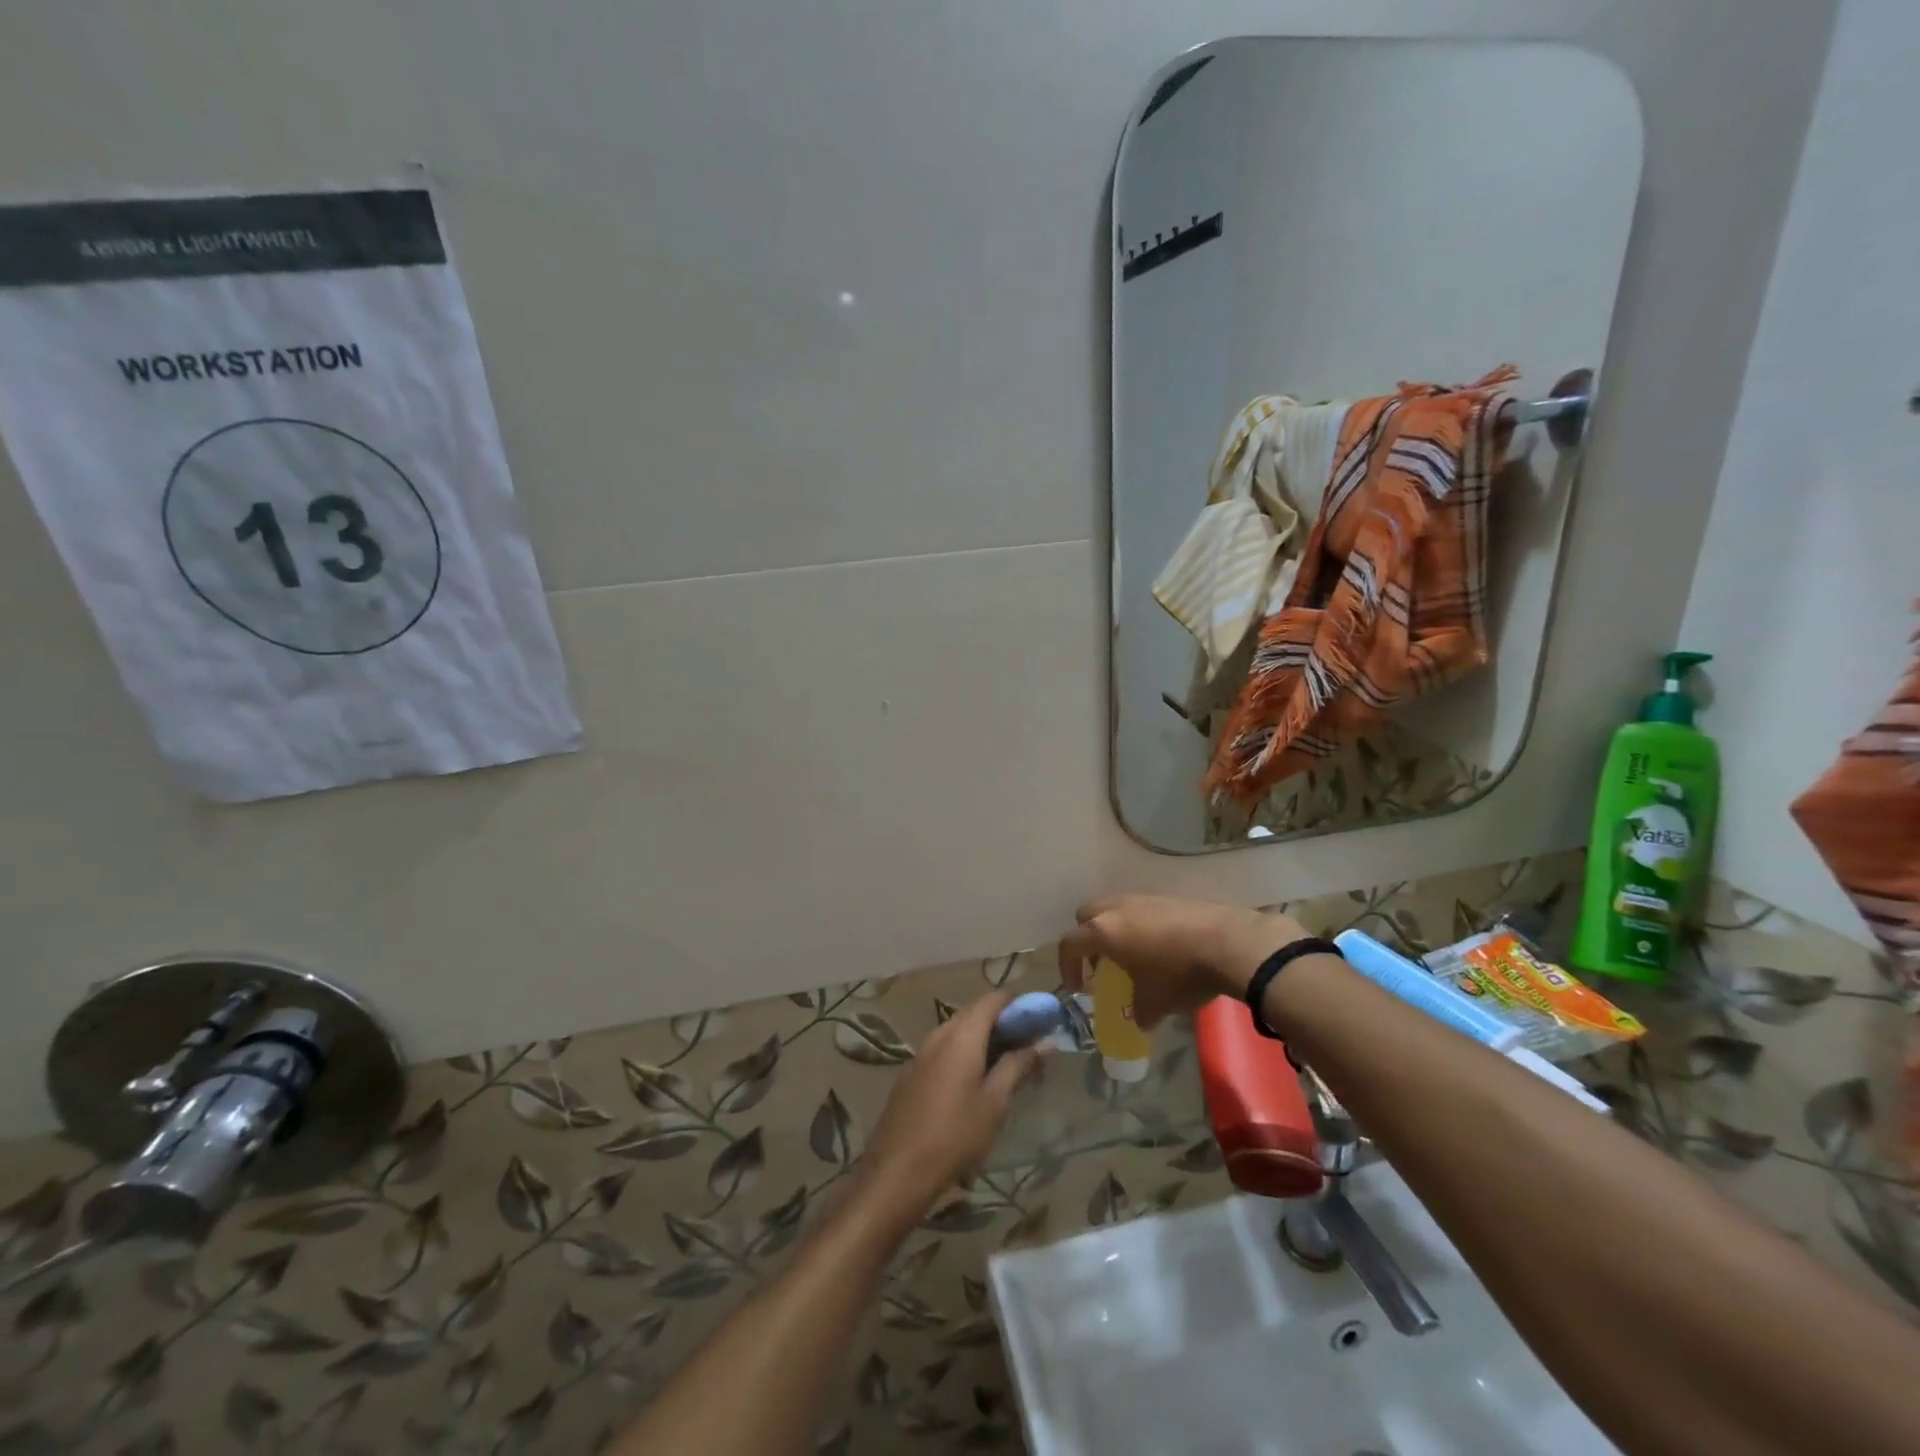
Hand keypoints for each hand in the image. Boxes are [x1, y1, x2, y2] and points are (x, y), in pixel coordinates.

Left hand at [857, 994, 1040, 1221]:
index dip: (1018, 1005)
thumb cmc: (955, 1135)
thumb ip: (1018, 1065)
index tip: (1039, 1022)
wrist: (897, 1171)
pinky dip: (963, 1054)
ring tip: (1005, 1067)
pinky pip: (943, 1050)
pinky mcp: (911, 1073)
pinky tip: (974, 1083)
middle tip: (1028, 1047)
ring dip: (983, 1040)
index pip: (992, 1000)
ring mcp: (921, 1053)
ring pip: (958, 1032)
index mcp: (961, 1036)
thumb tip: (1045, 1042)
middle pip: (974, 1014)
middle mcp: (939, 1035)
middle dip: (1003, 1024)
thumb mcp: (995, 1103)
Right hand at [1058, 895, 1309, 1029]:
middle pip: (1087, 916)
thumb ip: (1139, 1012)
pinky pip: (1142, 910)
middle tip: (1103, 964)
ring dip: (1116, 931)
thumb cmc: (1179, 974)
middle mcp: (1117, 909)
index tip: (1078, 988)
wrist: (1228, 943)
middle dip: (1089, 939)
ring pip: (1116, 909)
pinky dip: (1141, 926)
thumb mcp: (1155, 1003)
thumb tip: (1140, 1020)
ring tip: (1134, 957)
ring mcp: (1143, 899)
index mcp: (1104, 932)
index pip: (1069, 944)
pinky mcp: (1168, 898)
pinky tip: (1162, 948)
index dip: (1067, 967)